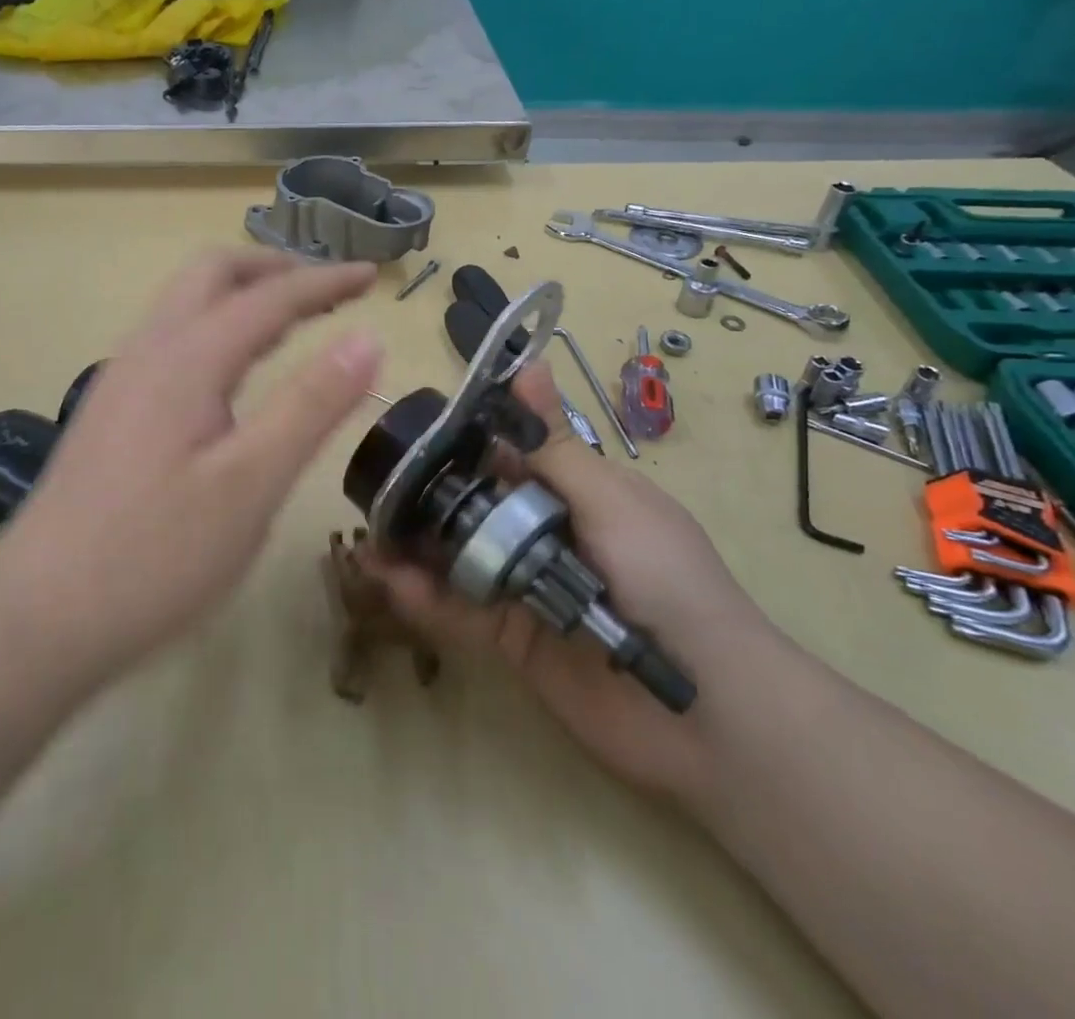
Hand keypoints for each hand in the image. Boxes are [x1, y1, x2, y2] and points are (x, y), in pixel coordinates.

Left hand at [4, 249, 381, 681]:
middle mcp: (147, 351)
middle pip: (211, 274)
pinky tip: (234, 374)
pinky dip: (217, 328)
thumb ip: (311, 405)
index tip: (372, 274)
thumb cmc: (155, 556)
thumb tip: (368, 338)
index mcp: (186, 359)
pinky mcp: (111, 412)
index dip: (325, 281)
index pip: (268, 297)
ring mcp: (121, 381)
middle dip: (274, 269)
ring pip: (185, 304)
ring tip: (291, 321)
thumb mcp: (251, 484)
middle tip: (327, 291)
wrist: (36, 618)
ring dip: (242, 295)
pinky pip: (172, 339)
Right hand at [365, 360, 776, 800]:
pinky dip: (426, 597)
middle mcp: (548, 534)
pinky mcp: (513, 640)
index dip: (464, 441)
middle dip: (429, 496)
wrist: (708, 711)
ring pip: (461, 557)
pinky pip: (461, 611)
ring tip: (366, 533)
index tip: (413, 429)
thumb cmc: (665, 580)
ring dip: (416, 545)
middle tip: (373, 485)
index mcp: (577, 493)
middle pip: (477, 507)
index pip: (510, 456)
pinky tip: (389, 581)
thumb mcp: (609, 501)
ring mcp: (528, 588)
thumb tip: (529, 363)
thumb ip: (552, 446)